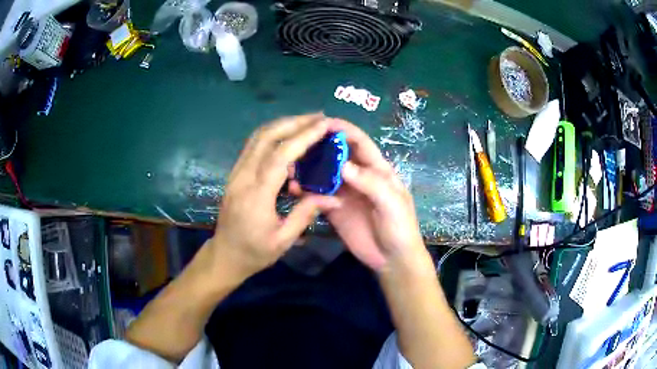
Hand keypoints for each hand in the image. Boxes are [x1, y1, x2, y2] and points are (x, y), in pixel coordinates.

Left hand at [210, 114, 341, 280]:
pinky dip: (273, 135)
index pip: (280, 156)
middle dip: (294, 122)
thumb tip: (334, 197)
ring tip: (307, 122)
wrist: (224, 255)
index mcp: (256, 195)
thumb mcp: (283, 240)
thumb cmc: (254, 252)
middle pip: (266, 137)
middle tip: (319, 117)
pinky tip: (289, 138)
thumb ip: (306, 214)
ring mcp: (236, 172)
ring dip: (283, 124)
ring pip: (258, 137)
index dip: (303, 137)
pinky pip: (254, 145)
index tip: (324, 125)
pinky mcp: (236, 173)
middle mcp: (243, 177)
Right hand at [290, 119, 429, 273]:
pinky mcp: (334, 208)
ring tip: (291, 166)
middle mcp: (358, 176)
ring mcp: (344, 192)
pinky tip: (294, 189)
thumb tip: (343, 165)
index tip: (322, 122)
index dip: (343, 130)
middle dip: (320, 146)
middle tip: (298, 142)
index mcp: (377, 169)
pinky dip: (306, 190)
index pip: (359, 142)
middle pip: (337, 154)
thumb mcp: (392, 203)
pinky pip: (318, 195)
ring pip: (324, 173)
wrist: (392, 259)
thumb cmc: (400, 228)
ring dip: (309, 168)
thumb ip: (371, 183)